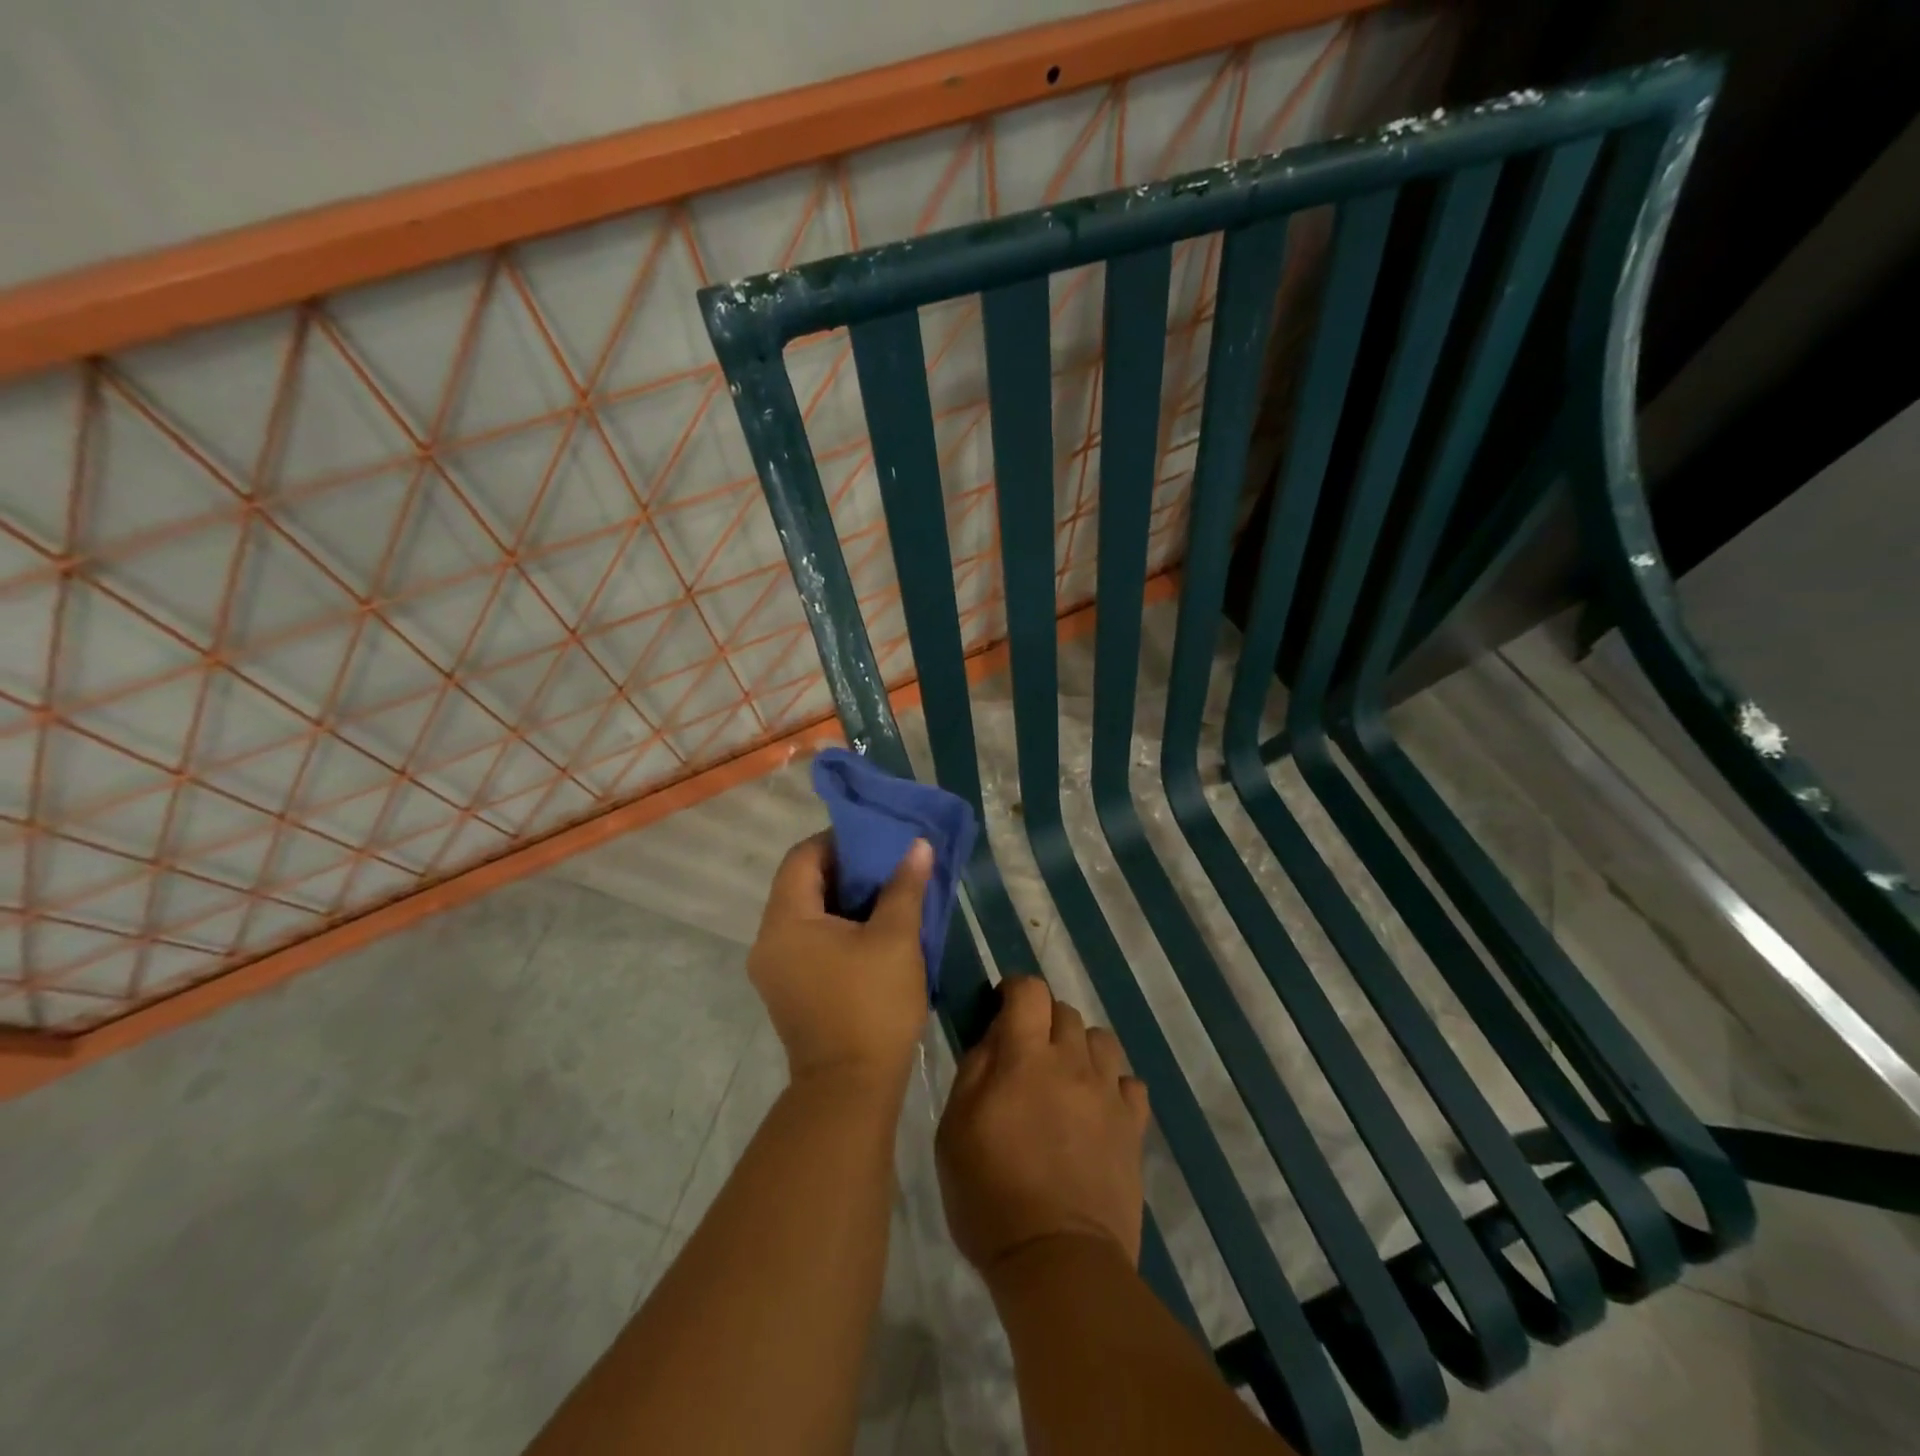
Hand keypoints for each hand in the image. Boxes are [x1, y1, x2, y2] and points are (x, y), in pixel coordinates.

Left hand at [748, 832, 932, 1090]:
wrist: (850, 1090)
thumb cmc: (872, 1006)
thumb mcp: (896, 939)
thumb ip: (905, 886)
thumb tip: (918, 846)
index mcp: (786, 921)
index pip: (802, 857)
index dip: (838, 840)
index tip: (876, 839)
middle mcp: (768, 940)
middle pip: (801, 884)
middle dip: (845, 869)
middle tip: (887, 863)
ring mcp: (774, 968)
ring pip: (806, 914)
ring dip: (842, 899)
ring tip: (886, 893)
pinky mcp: (788, 989)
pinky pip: (808, 940)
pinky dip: (836, 927)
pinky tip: (872, 930)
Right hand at [935, 976, 1149, 1280]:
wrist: (1058, 1261)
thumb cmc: (990, 1196)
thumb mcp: (955, 1130)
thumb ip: (974, 1069)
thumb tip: (994, 1034)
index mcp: (1026, 1056)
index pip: (1030, 990)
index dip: (1014, 989)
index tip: (1001, 1008)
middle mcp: (1073, 1061)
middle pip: (1065, 1011)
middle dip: (1043, 1021)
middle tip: (1027, 1055)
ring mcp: (1108, 1093)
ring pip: (1101, 1040)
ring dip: (1079, 1048)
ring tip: (1064, 1078)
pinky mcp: (1133, 1126)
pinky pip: (1130, 1083)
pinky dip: (1112, 1084)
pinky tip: (1097, 1107)